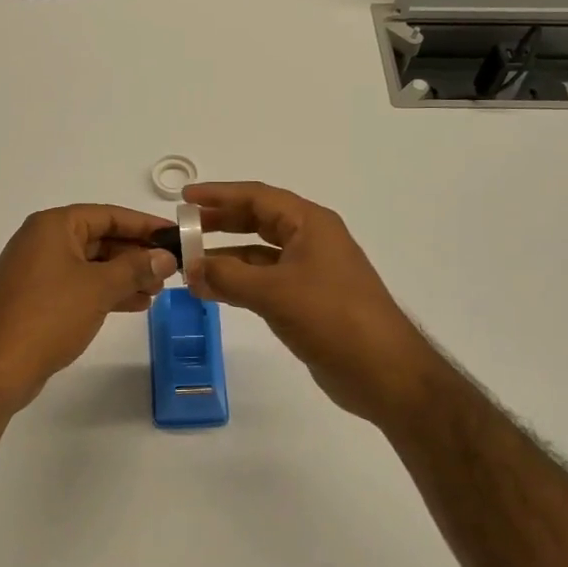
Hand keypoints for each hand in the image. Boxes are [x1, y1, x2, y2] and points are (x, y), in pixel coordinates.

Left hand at [0, 204, 177, 410]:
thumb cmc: (50, 315)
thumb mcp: (100, 288)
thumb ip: (136, 268)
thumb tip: (166, 257)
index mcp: (54, 226)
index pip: (108, 215)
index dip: (144, 225)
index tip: (174, 235)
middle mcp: (43, 240)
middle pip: (100, 238)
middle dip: (135, 254)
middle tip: (169, 269)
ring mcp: (38, 270)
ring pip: (91, 264)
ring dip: (124, 275)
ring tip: (156, 291)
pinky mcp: (38, 297)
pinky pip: (80, 284)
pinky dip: (105, 291)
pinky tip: (134, 304)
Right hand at [185, 182, 451, 425]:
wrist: (384, 371)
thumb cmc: (332, 318)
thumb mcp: (274, 292)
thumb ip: (227, 277)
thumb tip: (188, 268)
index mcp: (310, 224)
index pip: (257, 197)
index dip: (219, 195)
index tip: (183, 199)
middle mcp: (311, 240)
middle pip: (258, 220)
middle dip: (220, 222)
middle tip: (183, 229)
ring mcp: (311, 271)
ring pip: (259, 253)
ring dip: (226, 256)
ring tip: (189, 263)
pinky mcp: (308, 300)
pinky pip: (265, 280)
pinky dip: (239, 282)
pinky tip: (213, 291)